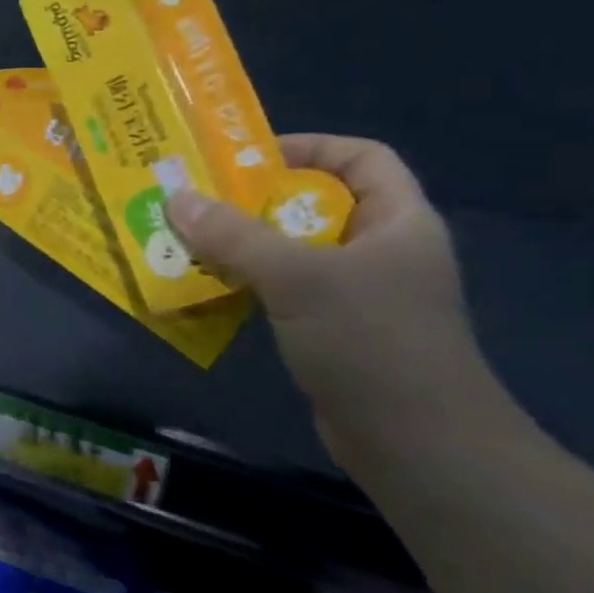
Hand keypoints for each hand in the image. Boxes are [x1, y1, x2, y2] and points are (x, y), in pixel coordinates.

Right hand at [167, 135, 492, 442]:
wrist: (417, 445)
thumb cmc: (371, 342)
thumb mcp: (298, 277)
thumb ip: (235, 236)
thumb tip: (176, 198)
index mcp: (398, 221)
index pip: (361, 158)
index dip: (309, 147)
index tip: (247, 159)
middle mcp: (382, 250)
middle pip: (316, 204)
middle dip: (255, 200)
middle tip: (197, 201)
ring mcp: (360, 295)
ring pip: (293, 251)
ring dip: (243, 245)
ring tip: (189, 241)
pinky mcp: (335, 332)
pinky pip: (284, 291)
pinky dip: (248, 283)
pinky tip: (209, 288)